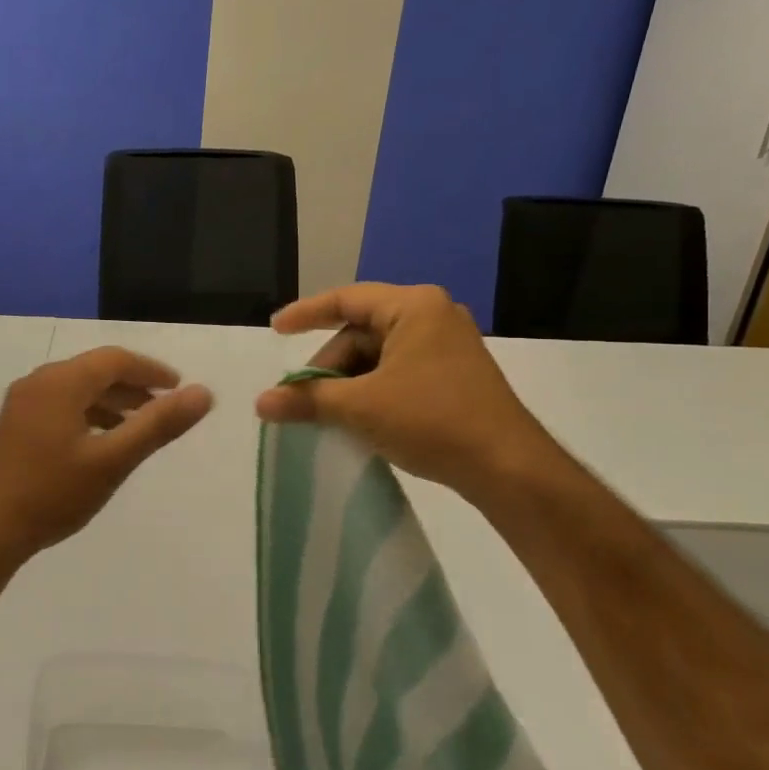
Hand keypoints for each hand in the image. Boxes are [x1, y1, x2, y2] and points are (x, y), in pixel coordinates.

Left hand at [0, 347, 213, 564]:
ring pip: (76, 389)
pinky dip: (87, 414)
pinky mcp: (14, 425)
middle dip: (132, 386)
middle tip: (163, 407)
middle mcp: (38, 382)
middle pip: (94, 371)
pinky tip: (100, 442)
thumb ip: (158, 425)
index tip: (179, 388)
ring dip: (111, 402)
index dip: (151, 370)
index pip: (115, 359)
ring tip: (137, 427)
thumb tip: (203, 393)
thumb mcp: (113, 460)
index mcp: (61, 382)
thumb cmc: (53, 493)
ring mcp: (21, 403)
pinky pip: (60, 405)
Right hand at [254, 283, 555, 496]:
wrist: (508, 469)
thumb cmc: (432, 420)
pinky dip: (371, 391)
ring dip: (348, 382)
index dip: (305, 313)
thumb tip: (260, 403)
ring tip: (327, 414)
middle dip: (328, 364)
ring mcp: (447, 346)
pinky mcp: (454, 375)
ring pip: (378, 356)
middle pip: (360, 331)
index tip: (275, 330)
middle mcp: (433, 316)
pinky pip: (398, 372)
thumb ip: (307, 399)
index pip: (345, 300)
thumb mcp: (360, 407)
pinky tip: (357, 419)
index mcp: (414, 306)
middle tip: (303, 397)